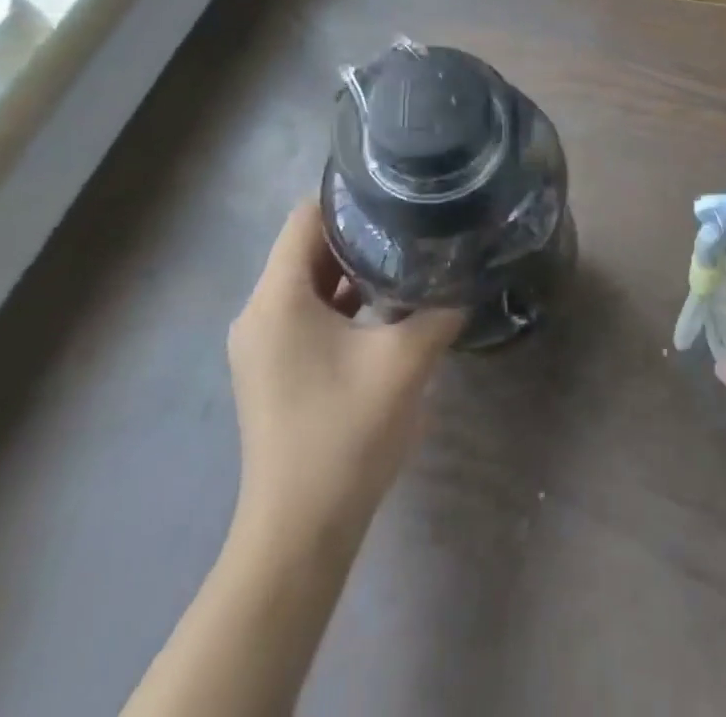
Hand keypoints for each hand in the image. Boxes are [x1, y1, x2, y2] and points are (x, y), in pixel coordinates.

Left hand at [227, 200, 462, 541]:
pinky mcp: (274, 367)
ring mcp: (263, 343)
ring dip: (354, 268)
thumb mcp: (405, 361)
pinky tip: (388, 306)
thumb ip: (439, 308)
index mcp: (277, 298)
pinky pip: (308, 311)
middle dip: (360, 231)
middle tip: (414, 220)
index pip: (306, 216)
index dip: (350, 196)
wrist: (300, 533)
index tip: (398, 191)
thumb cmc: (345, 434)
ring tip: (409, 254)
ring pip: (310, 281)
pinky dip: (343, 300)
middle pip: (308, 246)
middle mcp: (259, 312)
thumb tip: (466, 275)